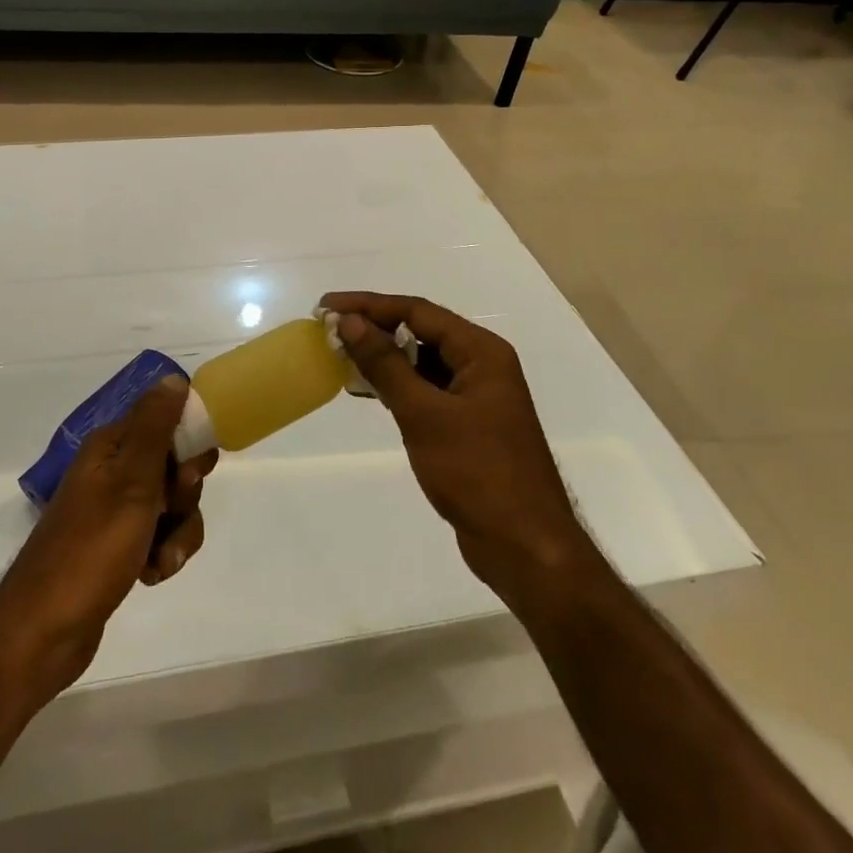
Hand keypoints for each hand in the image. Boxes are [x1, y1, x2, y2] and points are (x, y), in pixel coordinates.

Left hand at [0, 378, 214, 700]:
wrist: (43, 632)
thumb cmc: (91, 548)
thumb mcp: (132, 481)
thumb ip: (155, 428)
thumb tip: (174, 378)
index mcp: (111, 447)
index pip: (166, 422)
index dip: (189, 445)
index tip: (191, 474)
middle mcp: (112, 471)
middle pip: (174, 466)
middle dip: (185, 495)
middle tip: (170, 512)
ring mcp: (114, 510)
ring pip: (173, 506)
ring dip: (177, 532)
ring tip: (161, 559)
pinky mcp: (118, 546)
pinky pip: (159, 537)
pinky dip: (162, 554)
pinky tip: (150, 575)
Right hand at [322, 292, 585, 612]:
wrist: (524, 547)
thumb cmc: (477, 473)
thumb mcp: (424, 414)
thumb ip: (385, 365)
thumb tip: (349, 322)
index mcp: (481, 352)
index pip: (418, 311)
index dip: (369, 305)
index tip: (328, 307)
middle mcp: (482, 365)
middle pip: (421, 331)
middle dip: (374, 328)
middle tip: (330, 330)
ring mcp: (476, 395)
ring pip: (422, 362)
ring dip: (383, 358)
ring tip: (340, 356)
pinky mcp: (467, 423)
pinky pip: (426, 390)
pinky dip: (397, 386)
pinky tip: (367, 390)